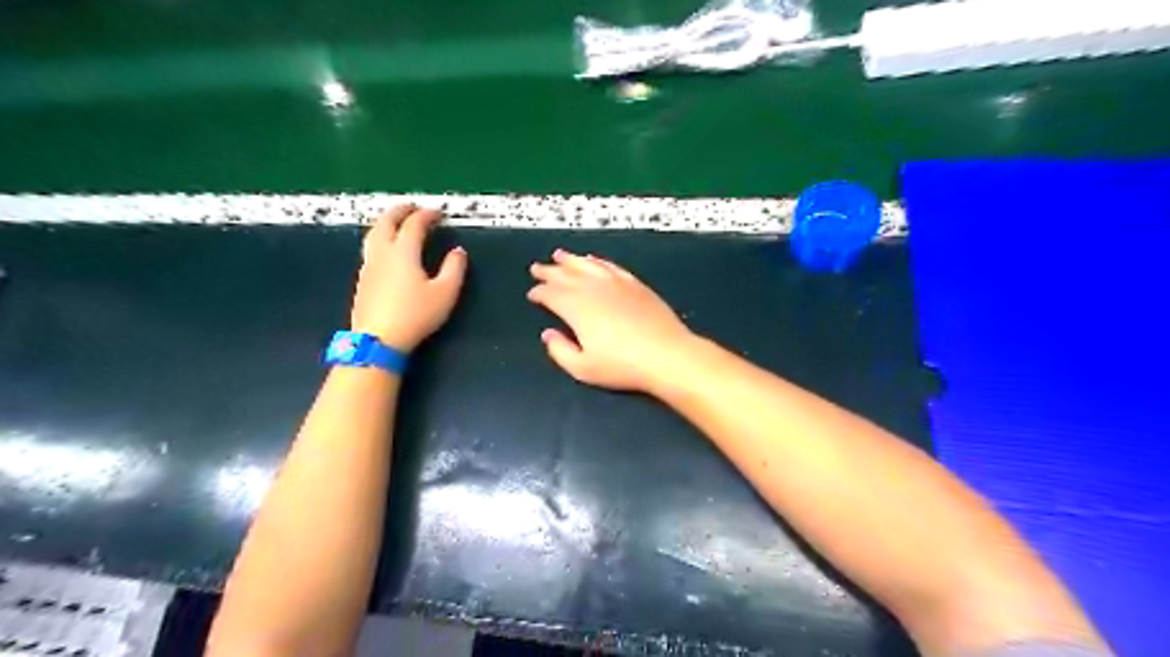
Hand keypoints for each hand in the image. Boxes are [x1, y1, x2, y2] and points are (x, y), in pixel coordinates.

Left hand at [349, 205, 467, 352]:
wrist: (378, 339)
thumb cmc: (415, 315)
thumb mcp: (445, 293)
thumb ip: (454, 269)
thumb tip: (458, 251)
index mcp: (404, 252)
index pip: (414, 225)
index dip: (427, 215)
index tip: (438, 213)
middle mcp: (383, 253)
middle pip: (386, 222)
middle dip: (399, 211)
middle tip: (412, 207)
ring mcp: (369, 266)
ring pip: (373, 235)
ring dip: (385, 223)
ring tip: (395, 222)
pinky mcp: (362, 280)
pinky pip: (370, 249)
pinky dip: (379, 239)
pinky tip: (385, 250)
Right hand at [530, 250, 692, 393]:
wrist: (666, 355)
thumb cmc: (622, 366)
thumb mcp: (583, 368)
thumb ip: (560, 351)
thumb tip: (548, 334)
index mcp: (576, 308)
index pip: (551, 294)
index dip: (539, 293)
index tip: (532, 294)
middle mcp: (593, 289)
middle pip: (566, 275)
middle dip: (549, 271)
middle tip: (537, 268)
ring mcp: (616, 283)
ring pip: (587, 265)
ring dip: (571, 260)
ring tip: (559, 255)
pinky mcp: (635, 284)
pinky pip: (610, 267)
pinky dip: (598, 262)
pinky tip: (593, 260)